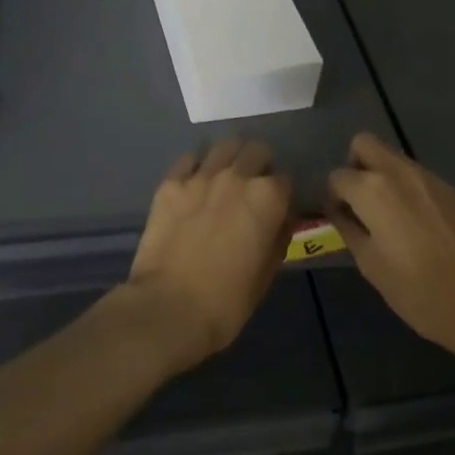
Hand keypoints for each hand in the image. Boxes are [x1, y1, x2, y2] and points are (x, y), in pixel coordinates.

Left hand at [122, 139, 292, 371]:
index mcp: (267, 197)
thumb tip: (281, 219)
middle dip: (260, 165)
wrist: (169, 308)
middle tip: (252, 186)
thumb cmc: (227, 301)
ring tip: (225, 177)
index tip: (276, 207)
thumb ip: (278, 237)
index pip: (285, 179)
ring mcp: (201, 176)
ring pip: (224, 146)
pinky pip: (189, 159)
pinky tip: (194, 184)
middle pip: (256, 151)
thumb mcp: (267, 274)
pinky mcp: (171, 183)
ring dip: (231, 158)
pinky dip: (196, 166)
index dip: (282, 194)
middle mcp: (237, 176)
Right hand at [328, 132, 454, 363]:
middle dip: (354, 166)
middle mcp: (398, 172)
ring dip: (381, 175)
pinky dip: (405, 187)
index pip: (338, 176)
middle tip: (359, 202)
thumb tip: (339, 212)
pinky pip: (416, 175)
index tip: (340, 219)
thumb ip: (349, 229)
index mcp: (372, 190)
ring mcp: (428, 177)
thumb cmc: (418, 291)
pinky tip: (414, 223)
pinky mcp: (450, 189)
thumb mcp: (371, 265)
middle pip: (364, 144)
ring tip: (387, 217)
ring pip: (392, 157)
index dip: (333, 197)